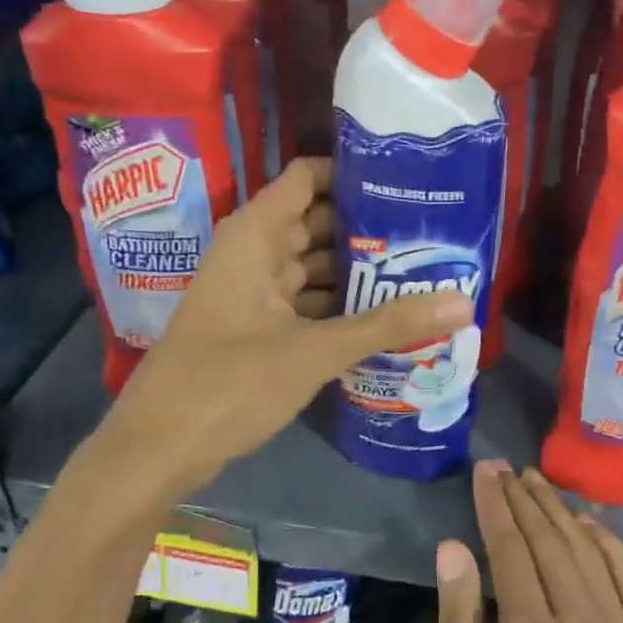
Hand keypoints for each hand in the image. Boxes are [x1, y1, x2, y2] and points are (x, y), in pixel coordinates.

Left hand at [105, 158, 472, 491]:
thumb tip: (463, 302)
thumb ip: (388, 324)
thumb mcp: (315, 350)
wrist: (159, 449)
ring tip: (420, 270)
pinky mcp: (255, 330)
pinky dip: (338, 307)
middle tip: (430, 231)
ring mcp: (252, 294)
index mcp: (254, 237)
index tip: (407, 179)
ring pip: (312, 268)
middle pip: (316, 223)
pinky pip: (304, 304)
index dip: (352, 173)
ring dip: (357, 271)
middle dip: (368, 227)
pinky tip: (382, 317)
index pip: (307, 178)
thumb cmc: (230, 383)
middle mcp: (252, 255)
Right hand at [433, 463, 622, 622]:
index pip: (510, 552)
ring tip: (537, 483)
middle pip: (551, 543)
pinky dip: (610, 545)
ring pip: (590, 553)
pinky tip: (590, 524)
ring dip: (561, 513)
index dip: (494, 508)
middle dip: (524, 500)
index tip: (484, 473)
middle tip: (504, 468)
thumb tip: (453, 551)